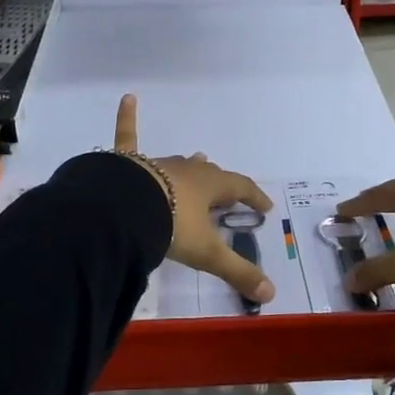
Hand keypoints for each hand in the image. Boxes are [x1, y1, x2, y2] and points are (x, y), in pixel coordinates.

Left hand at [113, 95, 275, 304]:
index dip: (253, 197)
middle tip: (227, 195)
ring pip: (179, 163)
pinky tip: (127, 98)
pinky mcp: (128, 163)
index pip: (240, 188)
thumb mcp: (207, 253)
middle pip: (210, 175)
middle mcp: (187, 171)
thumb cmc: (171, 227)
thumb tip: (270, 296)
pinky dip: (126, 118)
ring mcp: (157, 163)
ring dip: (190, 166)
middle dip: (221, 185)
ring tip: (198, 160)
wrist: (124, 210)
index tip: (264, 207)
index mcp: (210, 186)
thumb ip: (237, 272)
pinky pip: (128, 137)